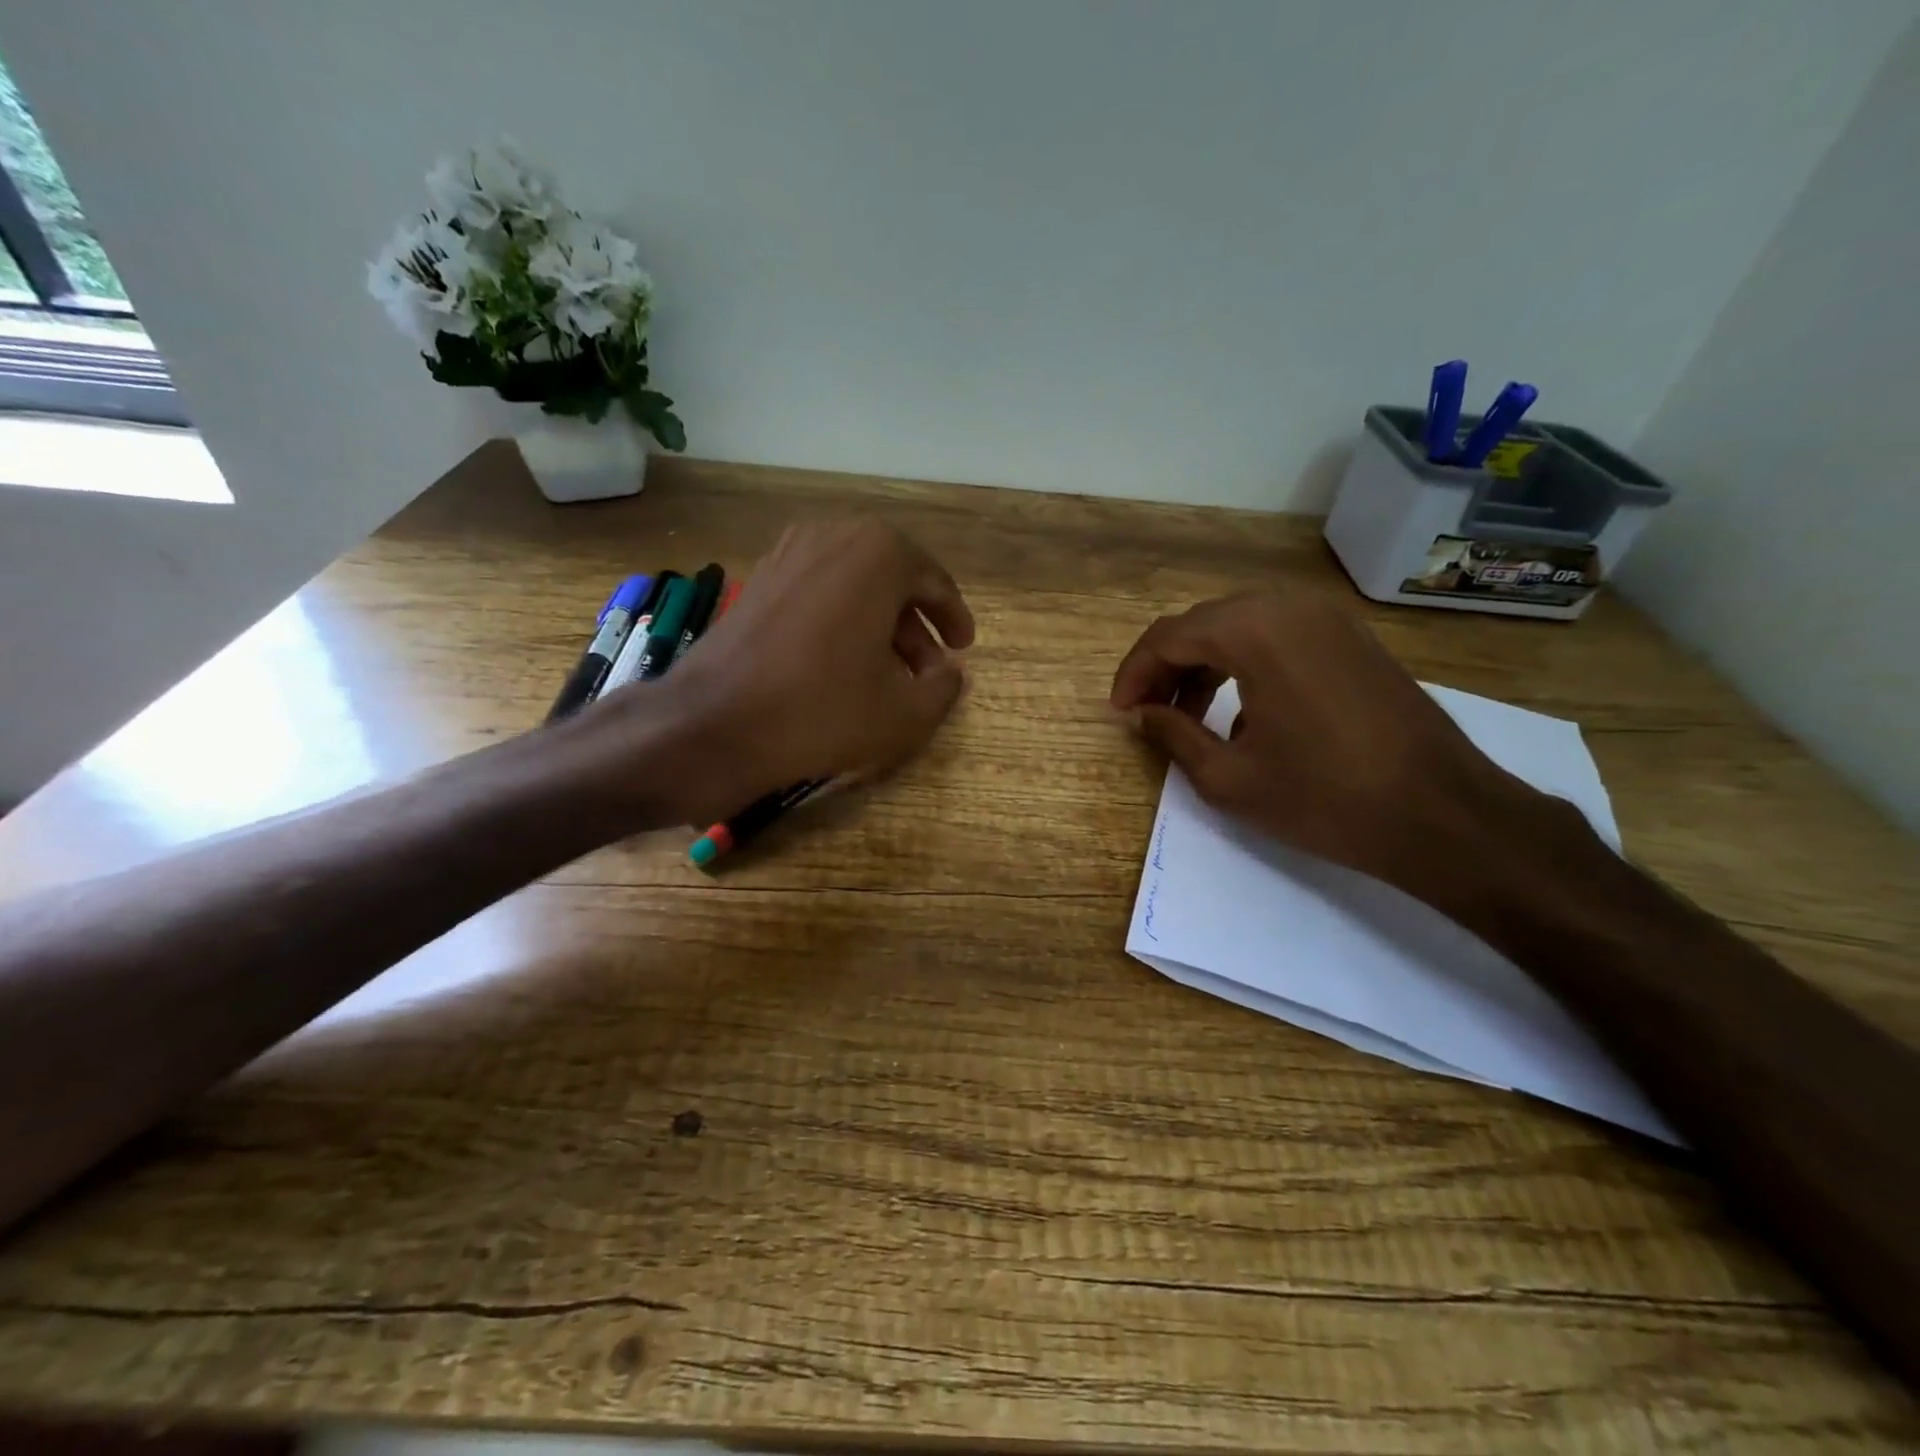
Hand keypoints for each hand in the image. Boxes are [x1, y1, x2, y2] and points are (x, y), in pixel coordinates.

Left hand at [582, 518, 973, 825]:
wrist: (714, 723)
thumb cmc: (821, 710)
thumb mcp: (905, 713)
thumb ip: (944, 687)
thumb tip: (950, 672)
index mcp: (879, 553)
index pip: (934, 583)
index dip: (954, 619)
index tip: (963, 648)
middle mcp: (834, 536)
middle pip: (893, 580)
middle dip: (915, 626)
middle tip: (929, 668)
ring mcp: (789, 553)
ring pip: (854, 586)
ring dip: (879, 625)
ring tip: (888, 673)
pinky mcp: (758, 579)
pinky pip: (819, 592)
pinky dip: (841, 621)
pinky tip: (842, 664)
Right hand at [1110, 591, 1557, 902]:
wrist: (1443, 814)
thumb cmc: (1325, 798)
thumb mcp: (1229, 778)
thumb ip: (1172, 735)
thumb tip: (1140, 714)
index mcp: (1253, 630)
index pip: (1167, 636)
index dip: (1133, 674)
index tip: (1119, 713)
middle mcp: (1288, 607)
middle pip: (1202, 624)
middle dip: (1166, 668)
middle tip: (1148, 715)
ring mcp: (1328, 619)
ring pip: (1241, 628)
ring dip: (1204, 666)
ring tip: (1189, 717)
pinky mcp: (1353, 639)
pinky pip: (1279, 637)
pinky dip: (1245, 665)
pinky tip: (1244, 714)